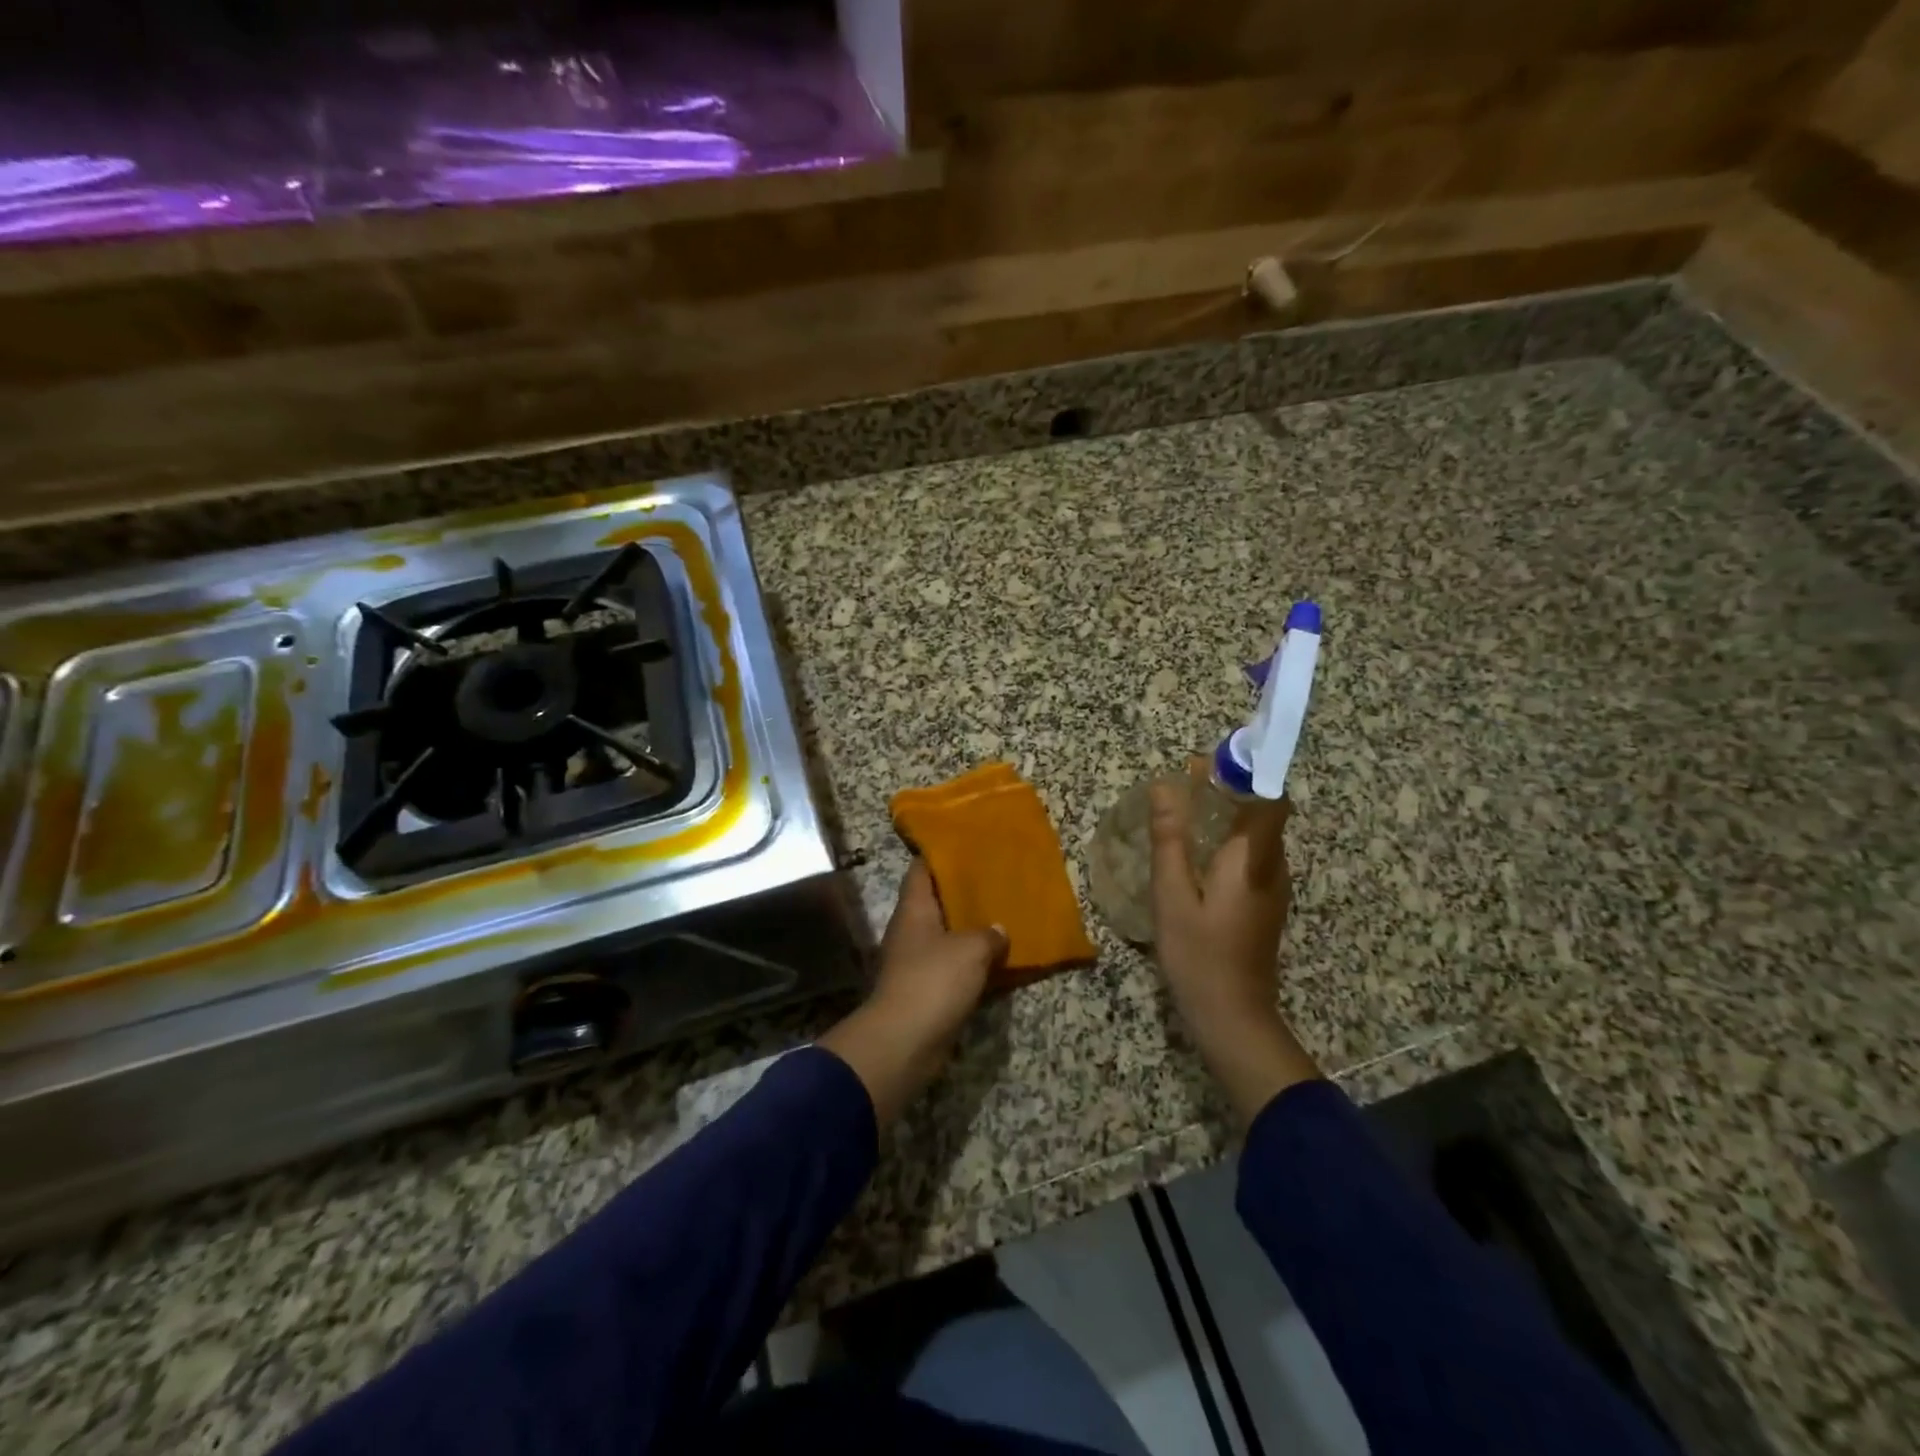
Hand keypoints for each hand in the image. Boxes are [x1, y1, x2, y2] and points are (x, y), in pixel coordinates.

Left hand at [817, 861, 1006, 1128]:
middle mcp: (911, 930)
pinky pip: (952, 966)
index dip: (940, 855)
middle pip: (936, 902)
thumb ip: (988, 934)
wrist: (904, 1041)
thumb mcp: (970, 950)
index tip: (966, 845)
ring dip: (970, 929)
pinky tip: (997, 958)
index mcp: (914, 909)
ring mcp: (916, 961)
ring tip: (1003, 915)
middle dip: (963, 893)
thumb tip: (998, 929)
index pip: (921, 870)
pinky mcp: (926, 990)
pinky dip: (972, 962)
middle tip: (996, 880)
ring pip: (947, 935)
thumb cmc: (933, 981)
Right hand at [1150, 777, 1319, 1123]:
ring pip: (1257, 834)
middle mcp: (1272, 866)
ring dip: (1227, 814)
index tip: (1208, 763)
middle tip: (1184, 783)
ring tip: (1184, 810)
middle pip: (1263, 812)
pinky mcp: (1265, 904)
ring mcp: (1273, 887)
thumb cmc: (1199, 954)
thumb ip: (1169, 838)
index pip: (1269, 798)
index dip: (1245, 772)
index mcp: (1252, 858)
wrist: (1233, 1017)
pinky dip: (1227, 840)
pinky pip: (1251, 856)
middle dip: (1229, 789)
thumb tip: (1163, 786)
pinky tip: (1195, 853)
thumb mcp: (1172, 894)